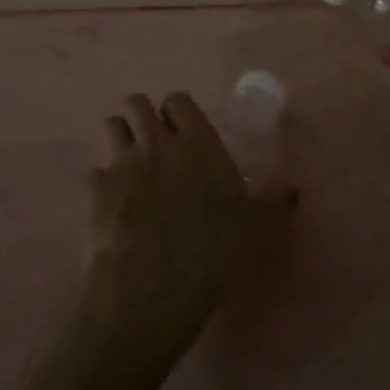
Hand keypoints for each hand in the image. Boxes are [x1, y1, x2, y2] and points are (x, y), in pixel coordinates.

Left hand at [82, 92, 296, 366]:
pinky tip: (111, 204)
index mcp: (198, 144)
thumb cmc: (211, 254)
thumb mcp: (253, 228)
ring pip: (111, 125)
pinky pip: (94, 171)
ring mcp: (122, 164)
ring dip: (119, 138)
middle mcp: (157, 143)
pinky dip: (101, 182)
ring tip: (129, 165)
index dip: (178, 113)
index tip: (184, 134)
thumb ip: (271, 202)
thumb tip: (295, 190)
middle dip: (142, 118)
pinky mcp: (96, 189)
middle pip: (138, 103)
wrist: (151, 289)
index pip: (178, 100)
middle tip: (154, 146)